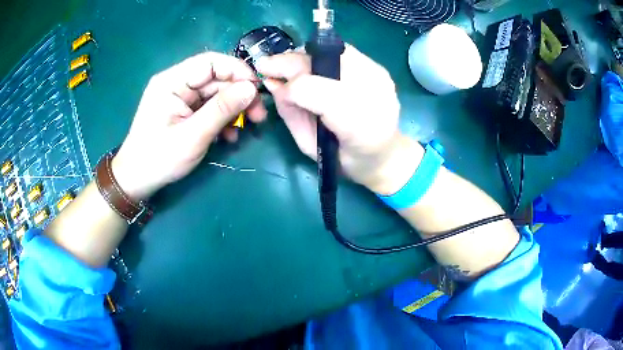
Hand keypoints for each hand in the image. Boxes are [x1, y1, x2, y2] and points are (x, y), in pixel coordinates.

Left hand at [112, 52, 266, 199]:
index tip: (258, 89)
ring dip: (233, 109)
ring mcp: (180, 98)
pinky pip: (209, 108)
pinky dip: (222, 119)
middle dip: (239, 94)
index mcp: (172, 81)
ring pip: (215, 94)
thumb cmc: (159, 158)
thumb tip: (252, 88)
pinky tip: (229, 136)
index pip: (210, 62)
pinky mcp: (184, 111)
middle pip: (216, 79)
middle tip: (259, 115)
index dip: (237, 70)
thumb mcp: (193, 135)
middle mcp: (176, 83)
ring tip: (247, 127)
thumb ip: (222, 109)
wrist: (138, 180)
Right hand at [256, 45, 422, 194]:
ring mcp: (379, 77)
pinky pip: (344, 52)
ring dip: (305, 57)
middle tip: (268, 64)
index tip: (269, 81)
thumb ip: (291, 114)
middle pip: (323, 63)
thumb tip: (273, 84)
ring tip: (288, 65)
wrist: (384, 156)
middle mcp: (372, 93)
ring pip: (332, 51)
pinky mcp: (379, 70)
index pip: (312, 91)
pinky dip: (322, 56)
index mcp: (354, 123)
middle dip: (290, 61)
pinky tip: (312, 66)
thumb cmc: (344, 158)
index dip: (287, 86)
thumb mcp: (309, 145)